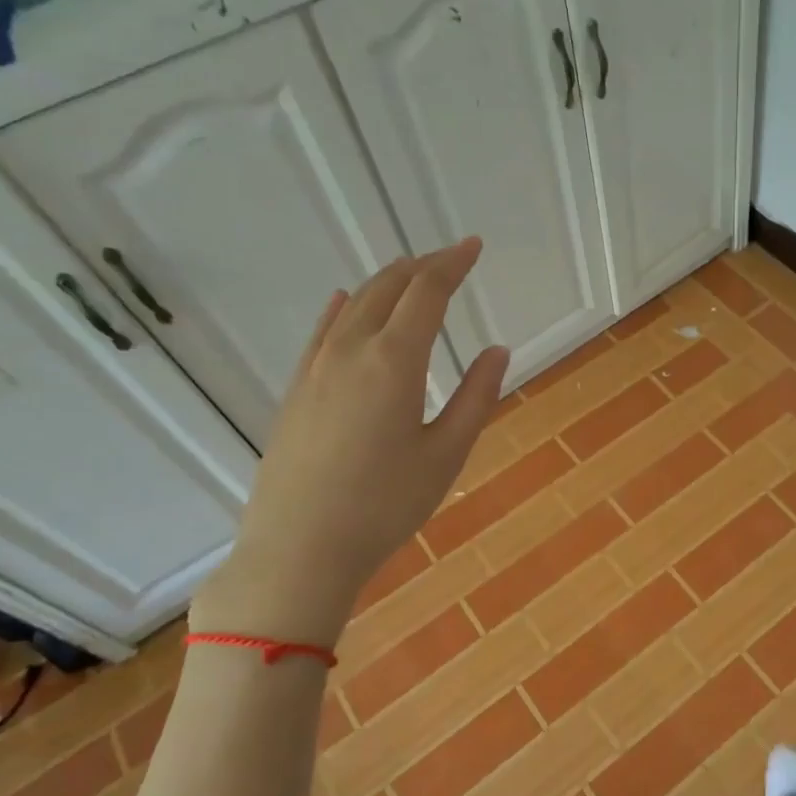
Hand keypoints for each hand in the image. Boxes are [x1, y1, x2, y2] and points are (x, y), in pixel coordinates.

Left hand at [190, 240, 508, 648]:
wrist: (299, 549)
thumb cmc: (385, 505)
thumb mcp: (446, 454)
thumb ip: (476, 397)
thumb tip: (498, 350)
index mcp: (394, 361)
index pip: (427, 292)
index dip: (453, 263)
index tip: (473, 246)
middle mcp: (351, 350)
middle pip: (388, 288)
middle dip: (423, 265)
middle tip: (451, 258)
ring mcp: (316, 368)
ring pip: (355, 304)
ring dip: (387, 282)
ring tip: (412, 276)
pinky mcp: (297, 389)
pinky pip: (323, 331)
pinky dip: (344, 308)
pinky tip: (346, 301)